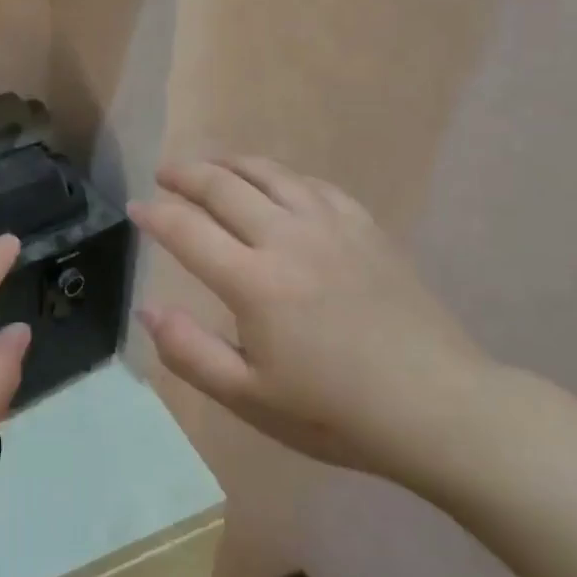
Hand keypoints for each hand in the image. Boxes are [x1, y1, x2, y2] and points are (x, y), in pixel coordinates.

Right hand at [129, 157, 494, 487]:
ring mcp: (331, 227)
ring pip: (269, 174)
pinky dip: (281, 176)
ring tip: (210, 165)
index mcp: (254, 282)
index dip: (155, 215)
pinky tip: (276, 183)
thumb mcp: (250, 398)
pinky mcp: (365, 228)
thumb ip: (189, 352)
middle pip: (223, 187)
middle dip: (186, 175)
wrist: (440, 409)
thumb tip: (147, 309)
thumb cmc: (336, 412)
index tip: (135, 208)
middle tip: (165, 174)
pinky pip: (313, 184)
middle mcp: (287, 239)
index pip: (187, 231)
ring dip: (230, 164)